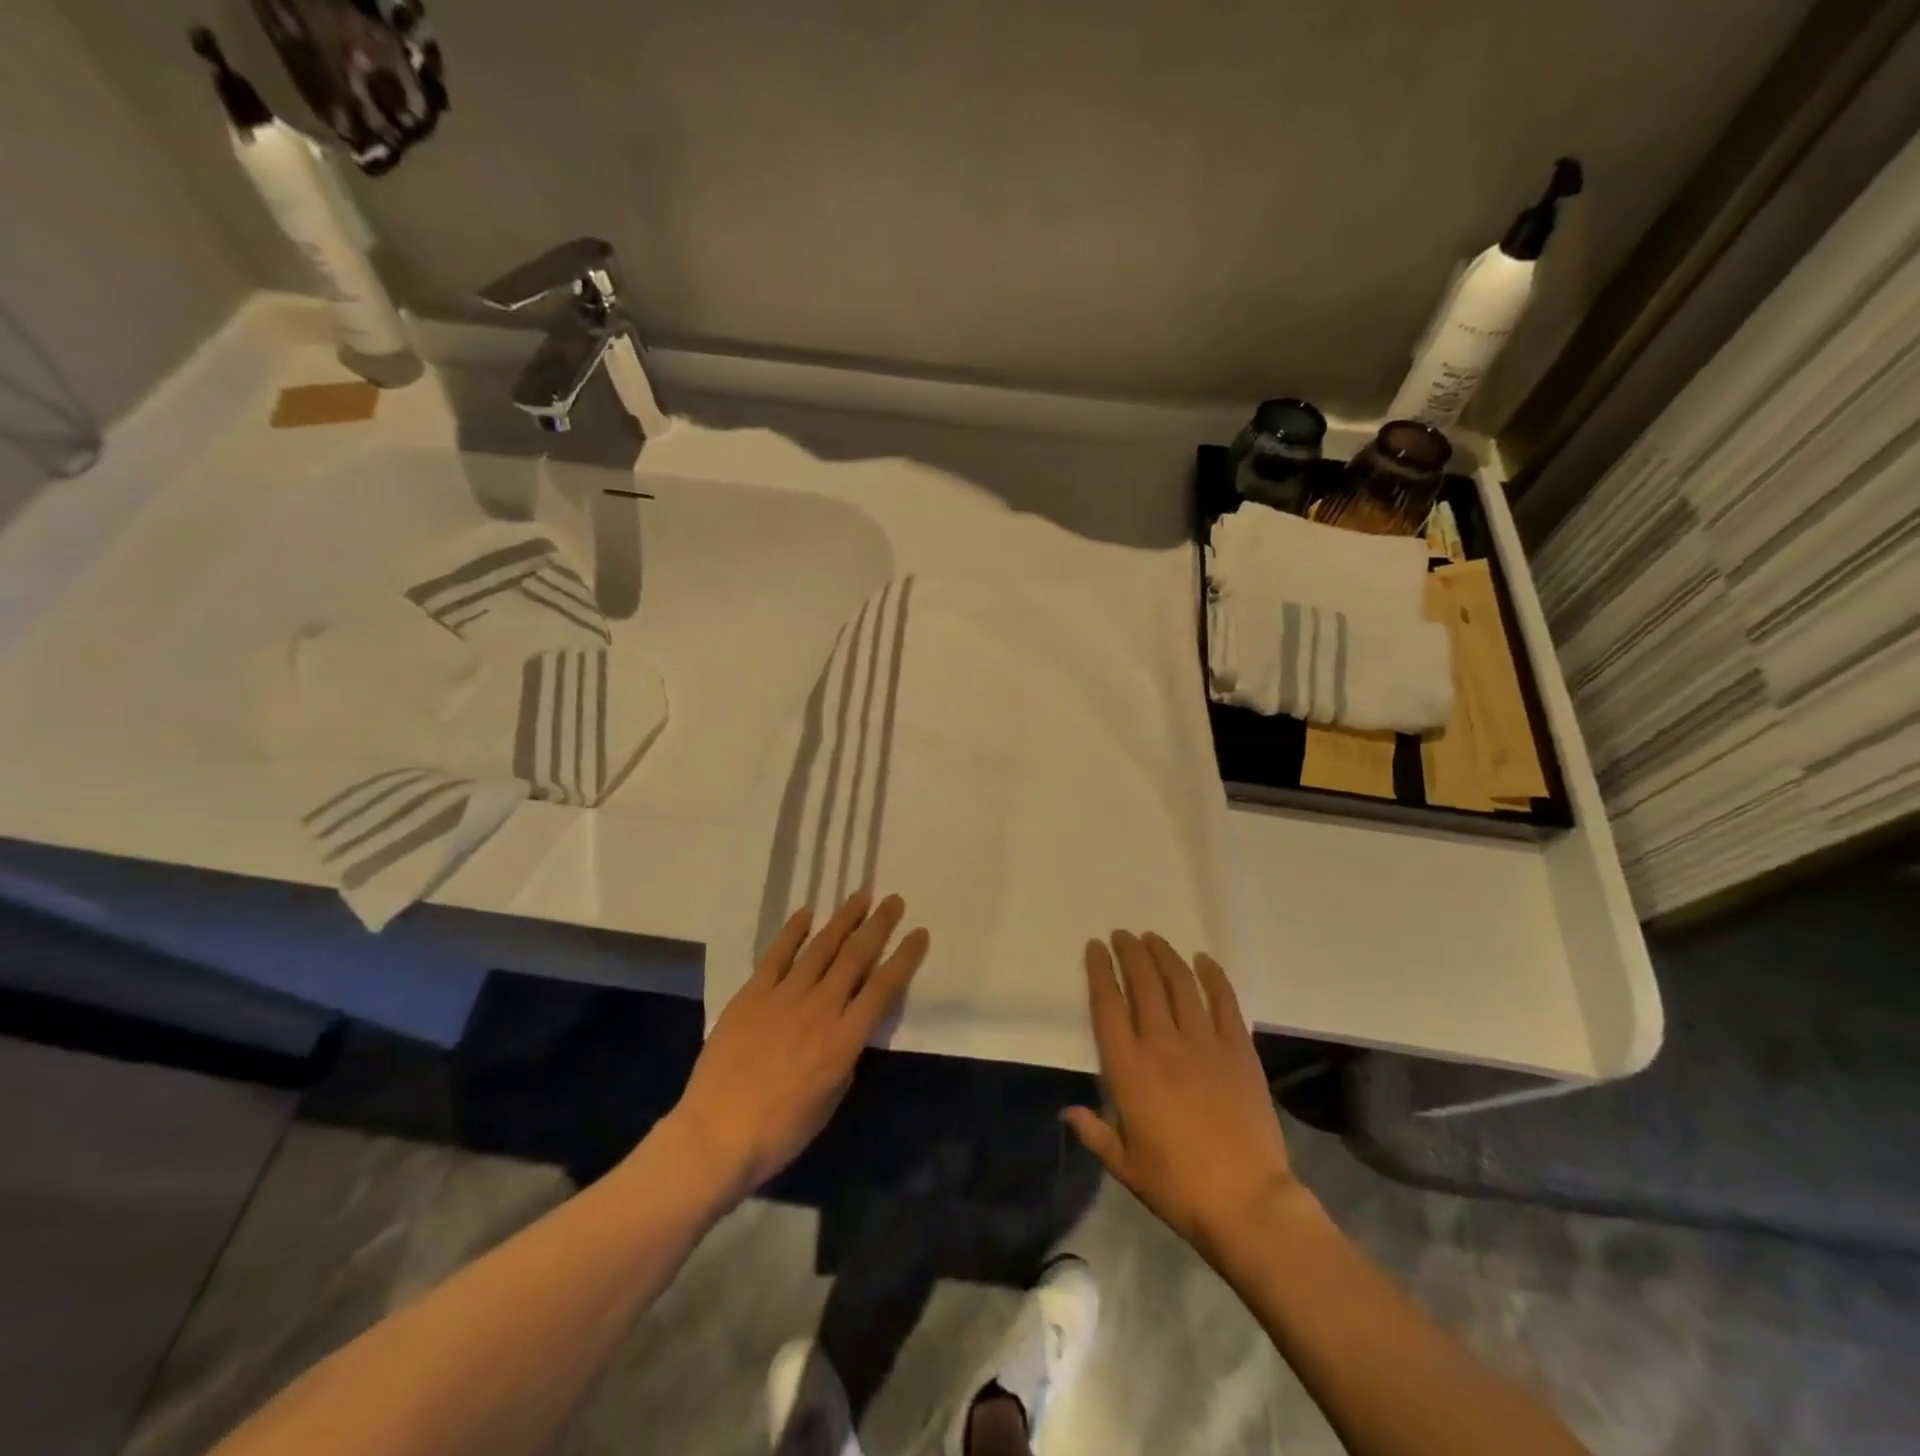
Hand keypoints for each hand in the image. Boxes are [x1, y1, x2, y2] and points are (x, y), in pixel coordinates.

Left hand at [663, 891, 928, 1201]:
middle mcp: (820, 1008)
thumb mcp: (831, 1098)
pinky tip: (807, 912)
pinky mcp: (752, 994)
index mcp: (844, 1039)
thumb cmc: (781, 1131)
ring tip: (860, 896)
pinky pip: (777, 955)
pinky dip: (793, 931)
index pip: (884, 987)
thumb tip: (849, 1027)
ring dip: (843, 919)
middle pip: (855, 956)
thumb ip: (845, 1055)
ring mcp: (784, 996)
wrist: (716, 1135)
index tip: (919, 933)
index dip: (905, 958)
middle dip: (878, 925)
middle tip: (893, 900)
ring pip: (820, 947)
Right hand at [1065, 932, 1301, 1267]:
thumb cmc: (1178, 1187)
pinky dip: (1213, 976)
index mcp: (1128, 1069)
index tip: (1095, 947)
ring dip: (1164, 955)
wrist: (1247, 1202)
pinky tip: (1204, 960)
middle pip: (1143, 983)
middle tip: (1123, 935)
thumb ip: (1095, 1133)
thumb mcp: (1126, 1167)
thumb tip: (1068, 1111)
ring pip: (1180, 983)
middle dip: (1130, 953)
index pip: (1108, 1005)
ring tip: (1154, 938)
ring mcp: (1203, 1043)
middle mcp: (1162, 1044)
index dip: (1100, 971)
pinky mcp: (1238, 1050)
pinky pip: (1224, 1001)